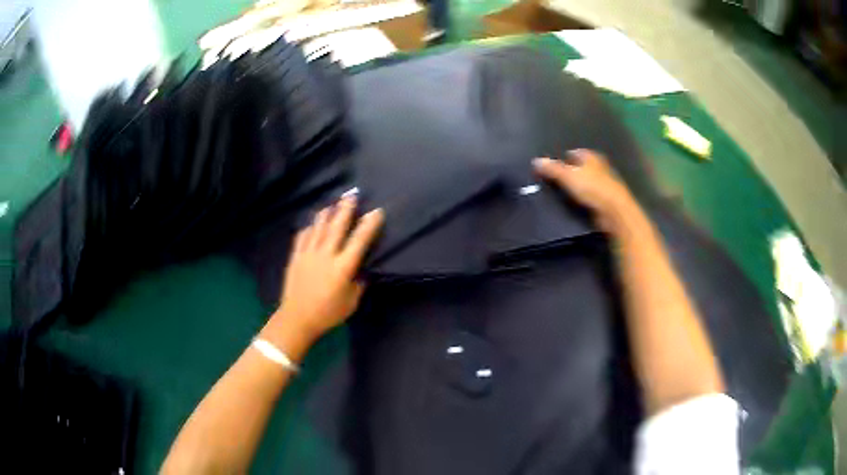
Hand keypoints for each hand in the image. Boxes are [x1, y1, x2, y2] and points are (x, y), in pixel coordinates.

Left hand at [266, 196, 383, 348]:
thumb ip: (358, 283)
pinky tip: (312, 224)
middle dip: (346, 209)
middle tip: (352, 194)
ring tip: (333, 204)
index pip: (359, 241)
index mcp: (343, 267)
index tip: (376, 211)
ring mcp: (308, 254)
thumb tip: (361, 270)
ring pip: (318, 227)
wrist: (297, 318)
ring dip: (327, 213)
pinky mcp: (296, 257)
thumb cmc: (328, 313)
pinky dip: (309, 228)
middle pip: (337, 226)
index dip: (369, 225)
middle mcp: (326, 255)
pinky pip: (302, 236)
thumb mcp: (351, 302)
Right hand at [533, 149, 640, 232]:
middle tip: (559, 177)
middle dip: (572, 170)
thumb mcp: (567, 177)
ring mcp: (605, 183)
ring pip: (588, 180)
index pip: (575, 153)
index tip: (555, 165)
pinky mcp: (607, 198)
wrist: (614, 211)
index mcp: (590, 157)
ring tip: (567, 191)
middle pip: (582, 166)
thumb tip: (536, 161)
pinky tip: (579, 202)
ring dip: (580, 184)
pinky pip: (592, 194)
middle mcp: (599, 166)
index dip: (565, 157)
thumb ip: (552, 169)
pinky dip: (586, 196)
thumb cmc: (592, 189)